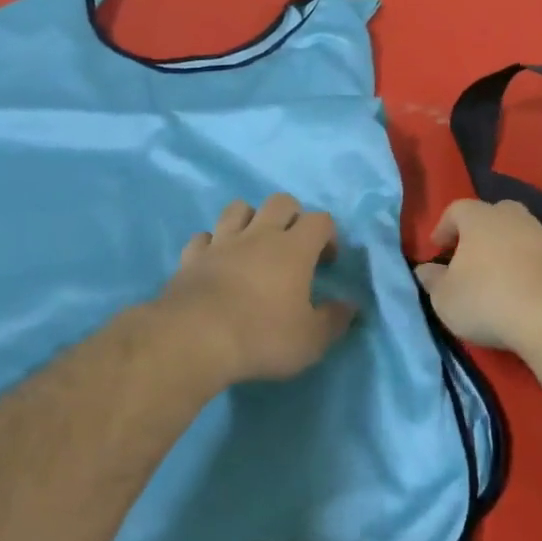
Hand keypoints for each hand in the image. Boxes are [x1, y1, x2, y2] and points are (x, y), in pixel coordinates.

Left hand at [153, 195, 357, 387]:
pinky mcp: (191, 257)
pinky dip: (213, 244)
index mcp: (294, 248)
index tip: (327, 261)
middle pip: (280, 201)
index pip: (320, 219)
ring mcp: (221, 242)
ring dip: (250, 220)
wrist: (195, 339)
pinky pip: (203, 237)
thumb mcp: (311, 340)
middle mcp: (259, 235)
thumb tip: (350, 306)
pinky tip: (216, 262)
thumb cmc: (262, 337)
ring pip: (238, 208)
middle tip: (293, 247)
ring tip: (254, 246)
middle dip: (292, 216)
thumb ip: (334, 320)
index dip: (328, 235)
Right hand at [415, 199, 541, 353]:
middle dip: (479, 232)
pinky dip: (527, 267)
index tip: (437, 248)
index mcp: (479, 218)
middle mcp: (512, 217)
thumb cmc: (487, 299)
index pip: (456, 209)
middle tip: (468, 257)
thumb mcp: (445, 298)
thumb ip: (432, 281)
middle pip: (492, 215)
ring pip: (518, 234)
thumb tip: (425, 270)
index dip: (444, 227)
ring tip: (496, 278)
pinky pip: (537, 256)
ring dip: (505, 251)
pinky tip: (521, 291)